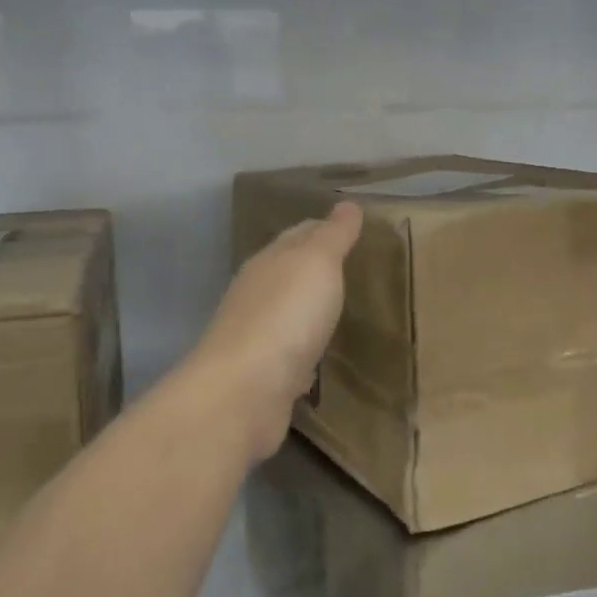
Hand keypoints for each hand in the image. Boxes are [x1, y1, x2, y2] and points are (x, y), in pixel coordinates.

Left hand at [187, 202, 363, 463]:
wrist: (244, 392)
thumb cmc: (285, 316)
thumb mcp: (317, 263)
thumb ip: (333, 235)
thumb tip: (347, 204)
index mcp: (269, 261)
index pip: (299, 234)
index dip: (324, 228)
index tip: (352, 228)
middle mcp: (257, 294)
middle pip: (289, 272)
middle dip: (316, 268)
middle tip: (353, 266)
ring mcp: (257, 337)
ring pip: (288, 314)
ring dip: (309, 310)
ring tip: (340, 309)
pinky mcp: (263, 376)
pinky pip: (290, 355)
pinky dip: (305, 350)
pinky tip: (320, 358)